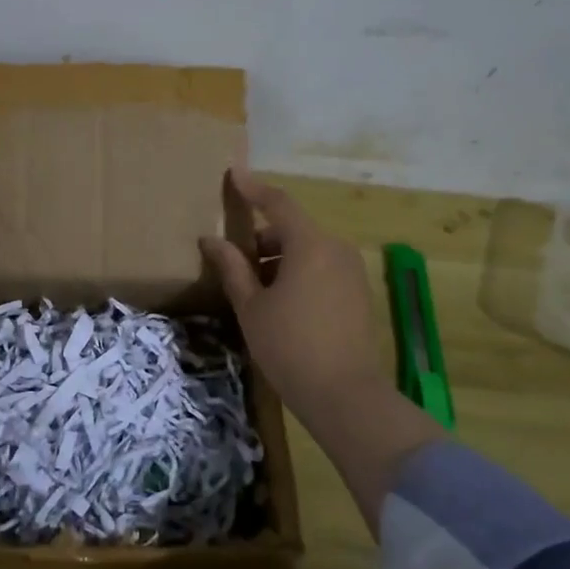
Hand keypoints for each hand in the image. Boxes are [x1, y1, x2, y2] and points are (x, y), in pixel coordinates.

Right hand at [202, 170, 443, 532]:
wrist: (345, 395)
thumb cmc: (289, 346)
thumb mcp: (251, 307)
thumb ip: (232, 268)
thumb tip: (211, 240)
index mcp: (310, 245)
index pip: (278, 203)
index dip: (253, 188)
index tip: (233, 173)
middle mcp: (336, 249)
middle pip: (293, 228)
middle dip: (262, 236)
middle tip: (234, 259)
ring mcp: (351, 272)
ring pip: (307, 250)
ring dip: (279, 257)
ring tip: (253, 287)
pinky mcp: (358, 294)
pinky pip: (322, 268)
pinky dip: (298, 272)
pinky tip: (280, 302)